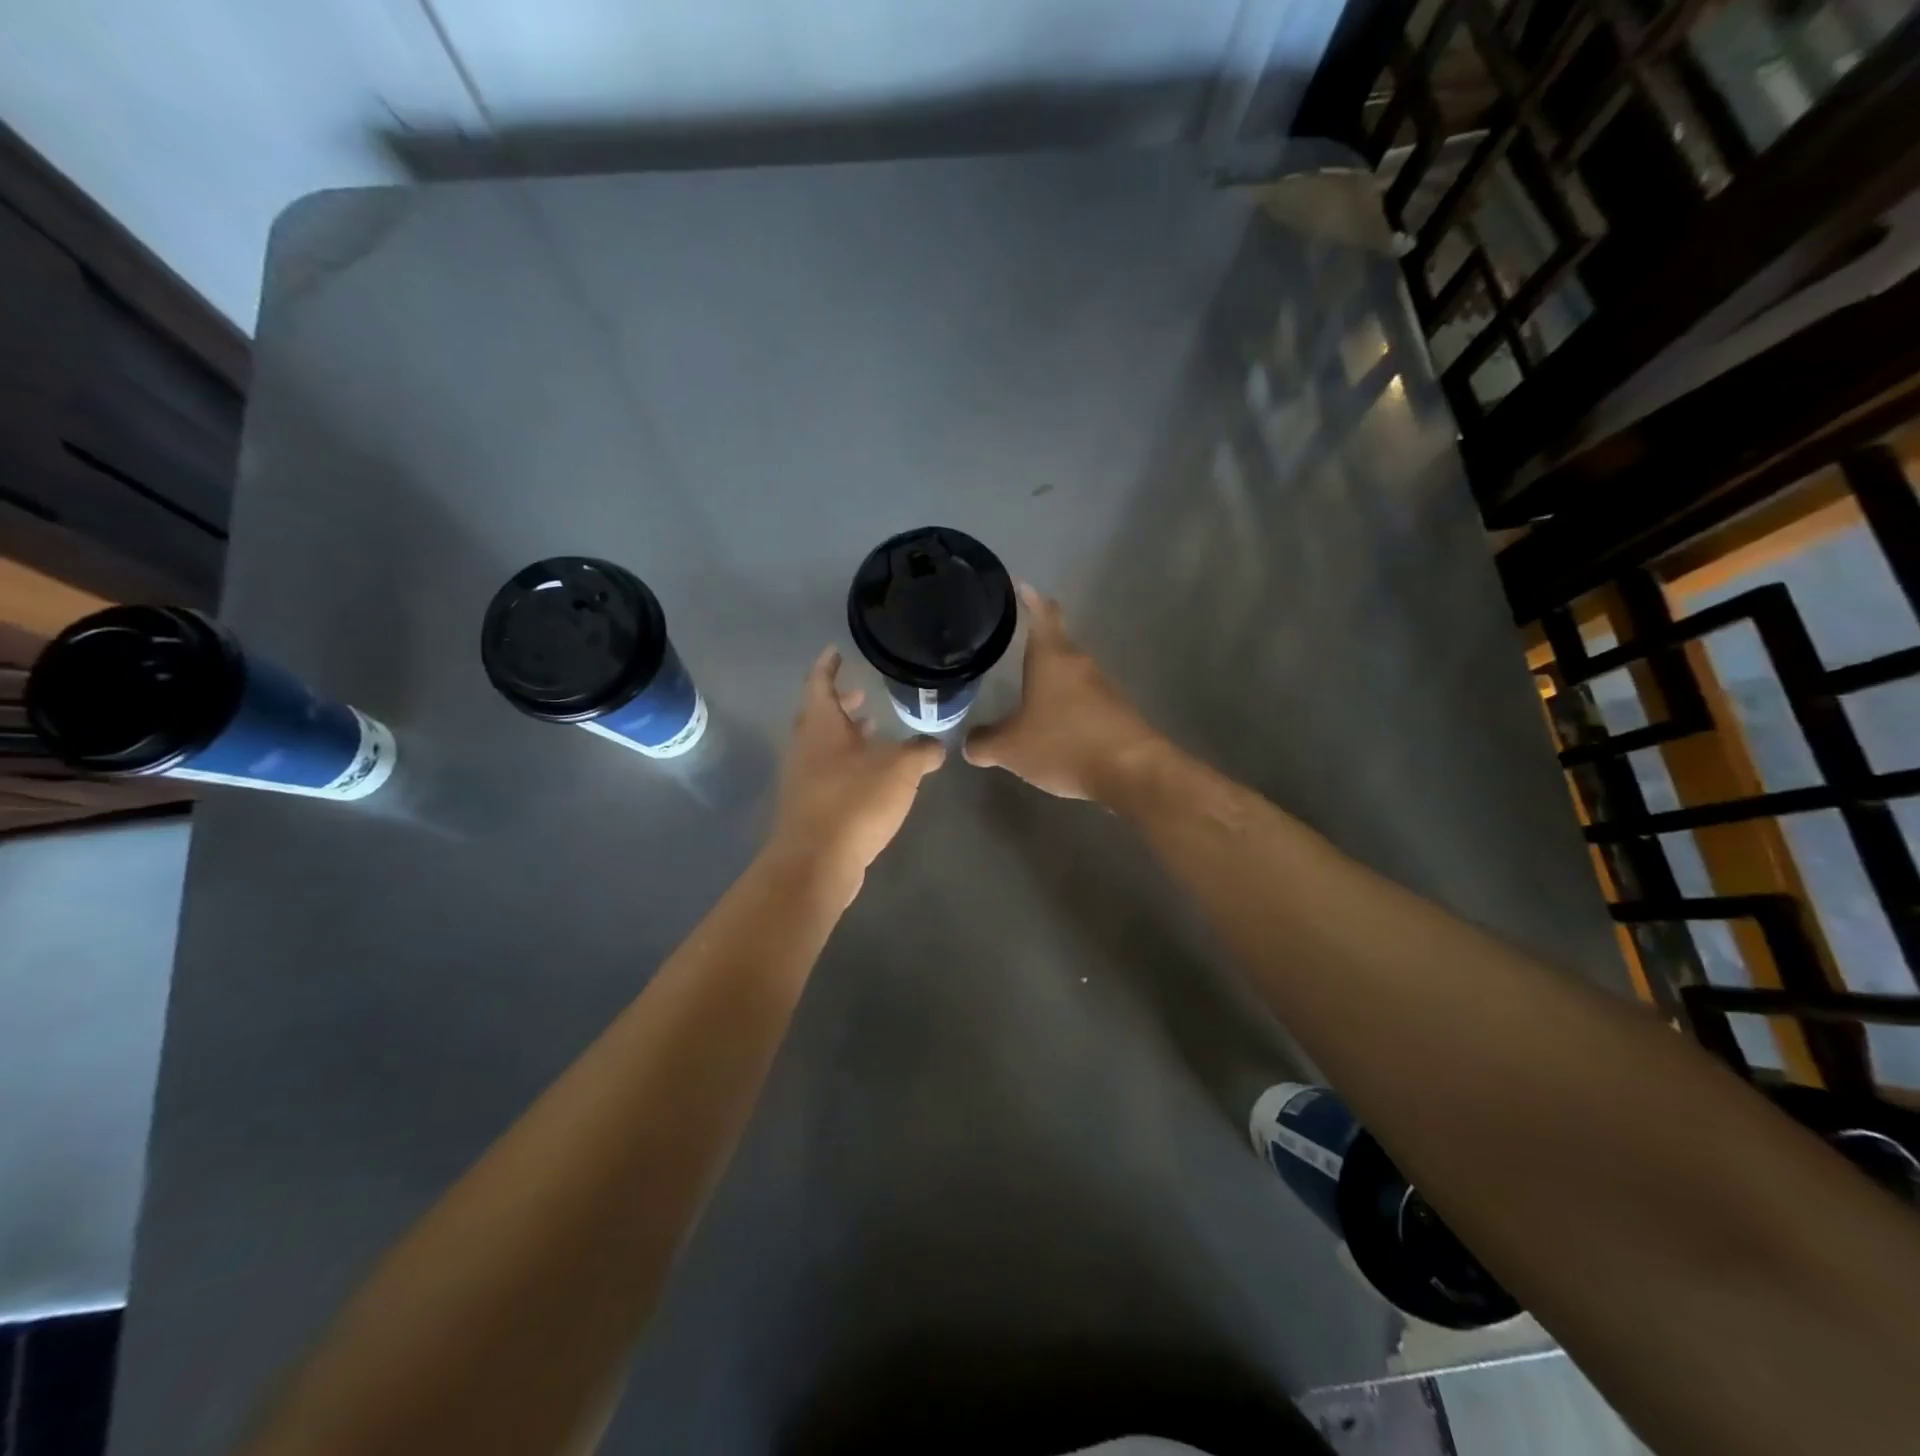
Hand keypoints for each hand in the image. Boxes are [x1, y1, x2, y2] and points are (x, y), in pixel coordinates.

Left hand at [766, 647, 944, 899]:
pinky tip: (873, 776)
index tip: (836, 650)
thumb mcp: (900, 769)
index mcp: (820, 725)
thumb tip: (936, 746)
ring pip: (825, 745)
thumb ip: (921, 751)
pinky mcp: (809, 806)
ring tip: (875, 731)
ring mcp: (803, 778)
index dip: (828, 664)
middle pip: (820, 714)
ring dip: (847, 735)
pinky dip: (848, 763)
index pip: (820, 682)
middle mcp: (805, 747)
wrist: (816, 862)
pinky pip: (828, 772)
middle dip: (842, 701)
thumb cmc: (854, 801)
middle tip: (864, 691)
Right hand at [963, 585, 1165, 800]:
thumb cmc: (1064, 744)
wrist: (1132, 772)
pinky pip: (1086, 703)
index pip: (1043, 614)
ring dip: (1053, 684)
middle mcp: (1080, 664)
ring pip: (1072, 677)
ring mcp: (1105, 688)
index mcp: (1052, 658)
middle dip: (1036, 650)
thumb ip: (984, 743)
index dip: (1032, 599)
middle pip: (1058, 646)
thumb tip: (969, 743)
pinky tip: (1057, 731)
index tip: (1023, 587)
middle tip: (1013, 652)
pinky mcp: (1119, 714)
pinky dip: (1069, 711)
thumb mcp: (1010, 748)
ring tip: (1030, 698)